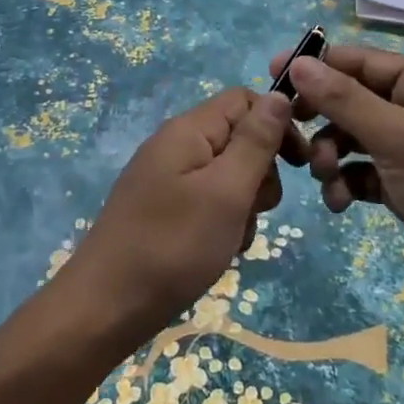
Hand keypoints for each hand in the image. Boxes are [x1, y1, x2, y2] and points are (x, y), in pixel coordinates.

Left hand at [63, 87, 292, 339]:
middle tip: (258, 209)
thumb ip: (255, 142)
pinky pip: (208, 202)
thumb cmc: (173, 245)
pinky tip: (218, 251)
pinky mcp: (164, 209)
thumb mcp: (226, 191)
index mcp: (188, 130)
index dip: (276, 124)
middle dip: (260, 173)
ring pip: (228, 176)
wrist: (105, 308)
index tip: (298, 165)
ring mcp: (167, 179)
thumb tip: (280, 95)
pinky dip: (223, 223)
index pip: (244, 100)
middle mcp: (176, 146)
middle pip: (238, 138)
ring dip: (244, 205)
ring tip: (233, 238)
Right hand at [272, 45, 403, 311]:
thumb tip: (297, 63)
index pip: (365, 62)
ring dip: (332, 155)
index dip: (320, 66)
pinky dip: (346, 182)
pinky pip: (363, 171)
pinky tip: (339, 202)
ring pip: (355, 138)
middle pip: (356, 100)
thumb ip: (344, 99)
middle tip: (291, 133)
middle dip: (325, 120)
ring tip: (323, 176)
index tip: (274, 73)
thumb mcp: (397, 137)